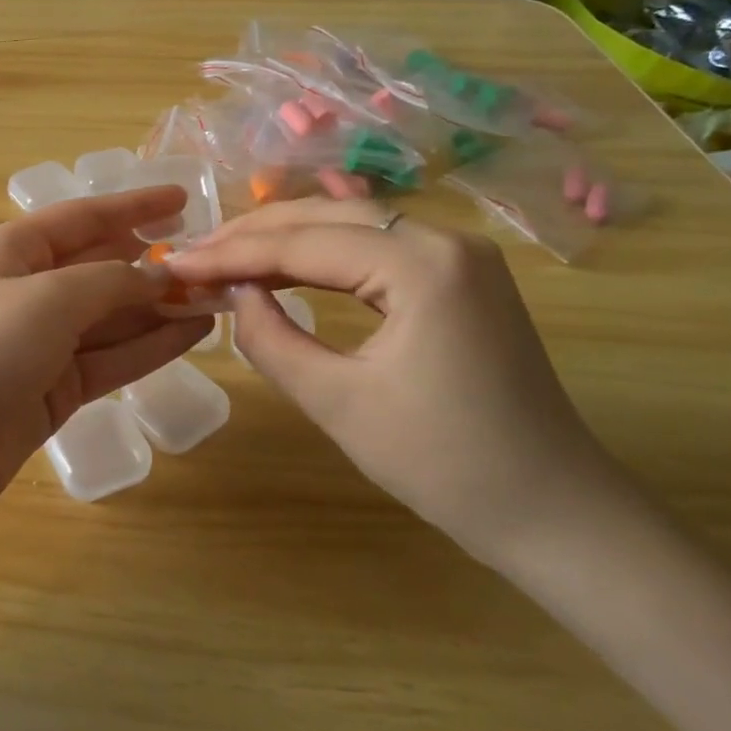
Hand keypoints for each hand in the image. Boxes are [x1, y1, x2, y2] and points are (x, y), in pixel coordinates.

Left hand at [0, 186, 209, 520]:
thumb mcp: (50, 298)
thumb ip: (112, 281)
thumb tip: (161, 274)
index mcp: (16, 251)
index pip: (84, 217)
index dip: (134, 205)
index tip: (182, 199)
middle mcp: (31, 290)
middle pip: (103, 267)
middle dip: (154, 263)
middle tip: (214, 259)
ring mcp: (45, 342)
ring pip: (114, 315)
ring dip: (161, 306)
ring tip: (219, 297)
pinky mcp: (58, 387)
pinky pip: (113, 356)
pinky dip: (151, 344)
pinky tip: (193, 333)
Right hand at [165, 198, 617, 558]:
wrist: (555, 514)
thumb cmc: (445, 466)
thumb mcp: (337, 403)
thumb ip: (271, 339)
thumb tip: (237, 294)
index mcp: (422, 265)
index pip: (304, 244)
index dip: (232, 254)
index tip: (175, 264)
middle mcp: (446, 240)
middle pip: (328, 217)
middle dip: (254, 234)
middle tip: (193, 252)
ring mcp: (461, 255)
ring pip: (353, 225)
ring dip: (287, 238)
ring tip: (225, 254)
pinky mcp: (462, 278)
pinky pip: (378, 248)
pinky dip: (325, 255)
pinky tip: (287, 265)